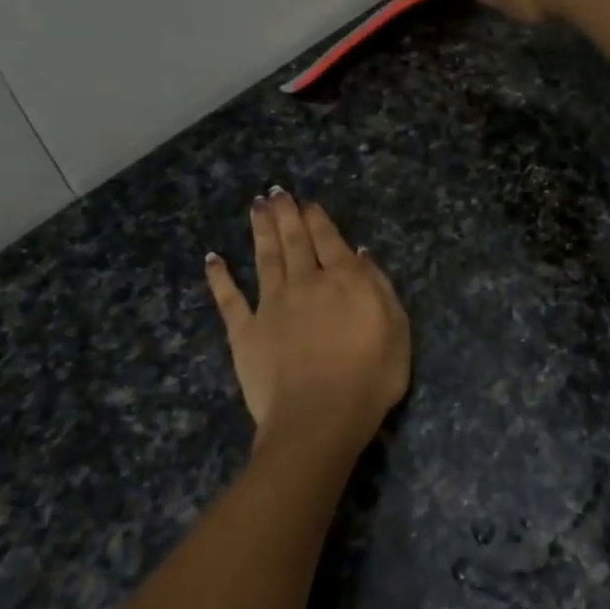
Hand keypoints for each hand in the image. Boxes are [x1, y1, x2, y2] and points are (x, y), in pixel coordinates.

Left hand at [205, 190, 409, 460]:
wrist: (320, 417)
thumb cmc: (370, 377)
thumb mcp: (397, 329)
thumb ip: (378, 287)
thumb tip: (360, 254)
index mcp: (344, 280)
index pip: (329, 240)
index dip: (318, 219)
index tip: (308, 202)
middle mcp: (305, 283)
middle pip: (293, 241)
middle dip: (286, 214)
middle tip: (276, 192)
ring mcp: (271, 306)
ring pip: (264, 258)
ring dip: (260, 231)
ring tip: (256, 207)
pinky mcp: (245, 332)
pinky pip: (229, 299)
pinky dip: (219, 278)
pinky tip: (212, 259)